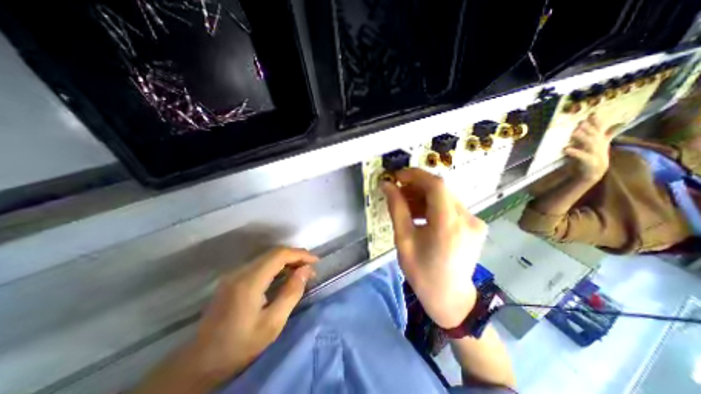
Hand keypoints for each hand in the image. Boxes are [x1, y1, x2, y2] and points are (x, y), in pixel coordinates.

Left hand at [186, 248, 318, 382]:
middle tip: (311, 268)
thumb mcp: (272, 324)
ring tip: (301, 271)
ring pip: (267, 257)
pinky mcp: (233, 279)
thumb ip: (291, 293)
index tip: (316, 261)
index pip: (280, 255)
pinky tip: (284, 276)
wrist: (199, 363)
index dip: (300, 254)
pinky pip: (261, 265)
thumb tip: (306, 270)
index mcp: (249, 281)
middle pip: (274, 253)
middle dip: (296, 256)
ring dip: (287, 260)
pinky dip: (277, 266)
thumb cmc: (239, 346)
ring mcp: (234, 274)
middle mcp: (240, 272)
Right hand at [383, 168, 488, 327]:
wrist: (451, 298)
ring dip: (423, 195)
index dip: (415, 175)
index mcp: (448, 225)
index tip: (397, 177)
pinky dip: (433, 204)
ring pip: (445, 196)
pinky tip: (420, 213)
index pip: (435, 185)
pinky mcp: (474, 224)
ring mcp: (474, 221)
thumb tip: (387, 186)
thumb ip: (396, 209)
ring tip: (405, 204)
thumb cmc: (422, 273)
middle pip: (440, 189)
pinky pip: (450, 206)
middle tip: (398, 191)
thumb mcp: (403, 240)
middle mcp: (467, 218)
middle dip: (416, 186)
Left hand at [566, 112, 614, 180]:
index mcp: (600, 141)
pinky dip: (574, 152)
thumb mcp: (598, 145)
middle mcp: (599, 146)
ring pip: (590, 144)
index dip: (596, 121)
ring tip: (574, 133)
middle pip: (595, 135)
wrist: (593, 173)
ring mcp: (596, 154)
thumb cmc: (592, 157)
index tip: (592, 113)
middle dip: (588, 128)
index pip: (599, 129)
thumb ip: (603, 134)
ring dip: (582, 138)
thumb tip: (614, 123)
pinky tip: (565, 149)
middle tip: (580, 122)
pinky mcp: (589, 162)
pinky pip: (581, 156)